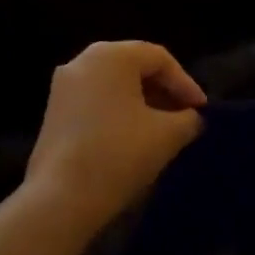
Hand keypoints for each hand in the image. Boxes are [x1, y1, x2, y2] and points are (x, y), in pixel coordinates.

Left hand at [25, 42, 205, 237]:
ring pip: (114, 84)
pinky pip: (95, 100)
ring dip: (141, 102)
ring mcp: (64, 86)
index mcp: (111, 55)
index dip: (185, 83)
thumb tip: (191, 118)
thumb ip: (188, 119)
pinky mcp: (54, 111)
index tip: (201, 111)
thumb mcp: (167, 136)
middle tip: (184, 116)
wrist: (59, 199)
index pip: (159, 58)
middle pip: (134, 67)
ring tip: (162, 129)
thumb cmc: (118, 154)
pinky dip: (118, 112)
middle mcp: (83, 60)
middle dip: (163, 91)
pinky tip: (132, 138)